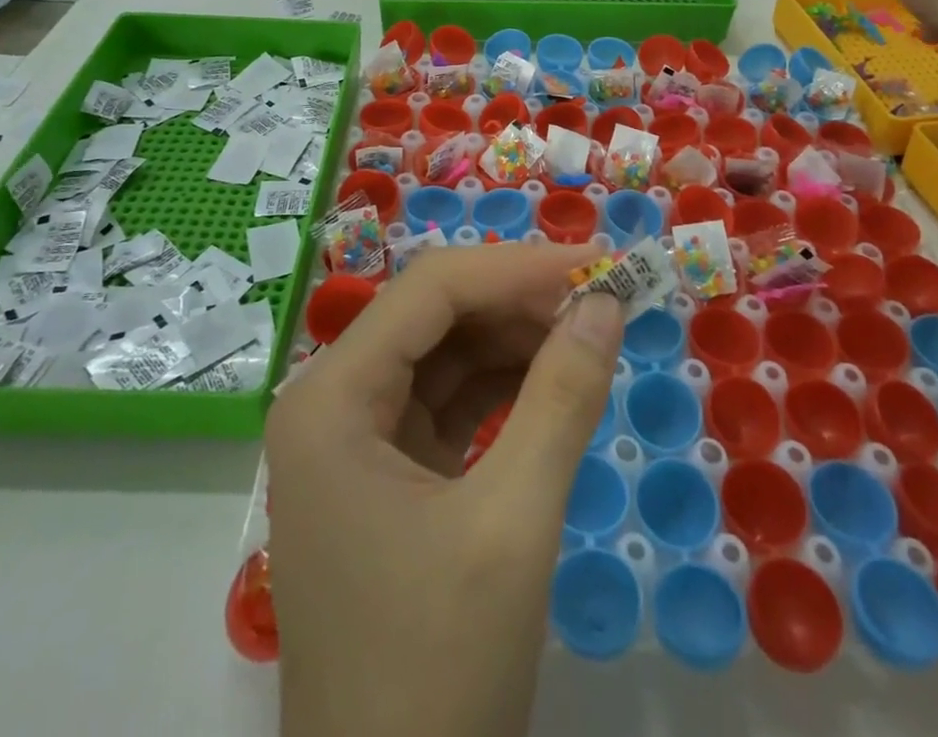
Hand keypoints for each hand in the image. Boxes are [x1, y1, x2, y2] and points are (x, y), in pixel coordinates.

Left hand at [265, 246, 625, 736]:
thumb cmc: (436, 672)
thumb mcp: (512, 525)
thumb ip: (562, 399)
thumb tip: (606, 301)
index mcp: (332, 398)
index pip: (432, 289)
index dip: (517, 266)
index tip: (597, 264)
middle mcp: (332, 403)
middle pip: (435, 315)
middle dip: (520, 301)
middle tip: (603, 299)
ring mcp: (355, 441)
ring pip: (445, 354)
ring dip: (517, 339)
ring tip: (590, 334)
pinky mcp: (387, 476)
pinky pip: (449, 403)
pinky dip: (505, 386)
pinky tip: (556, 380)